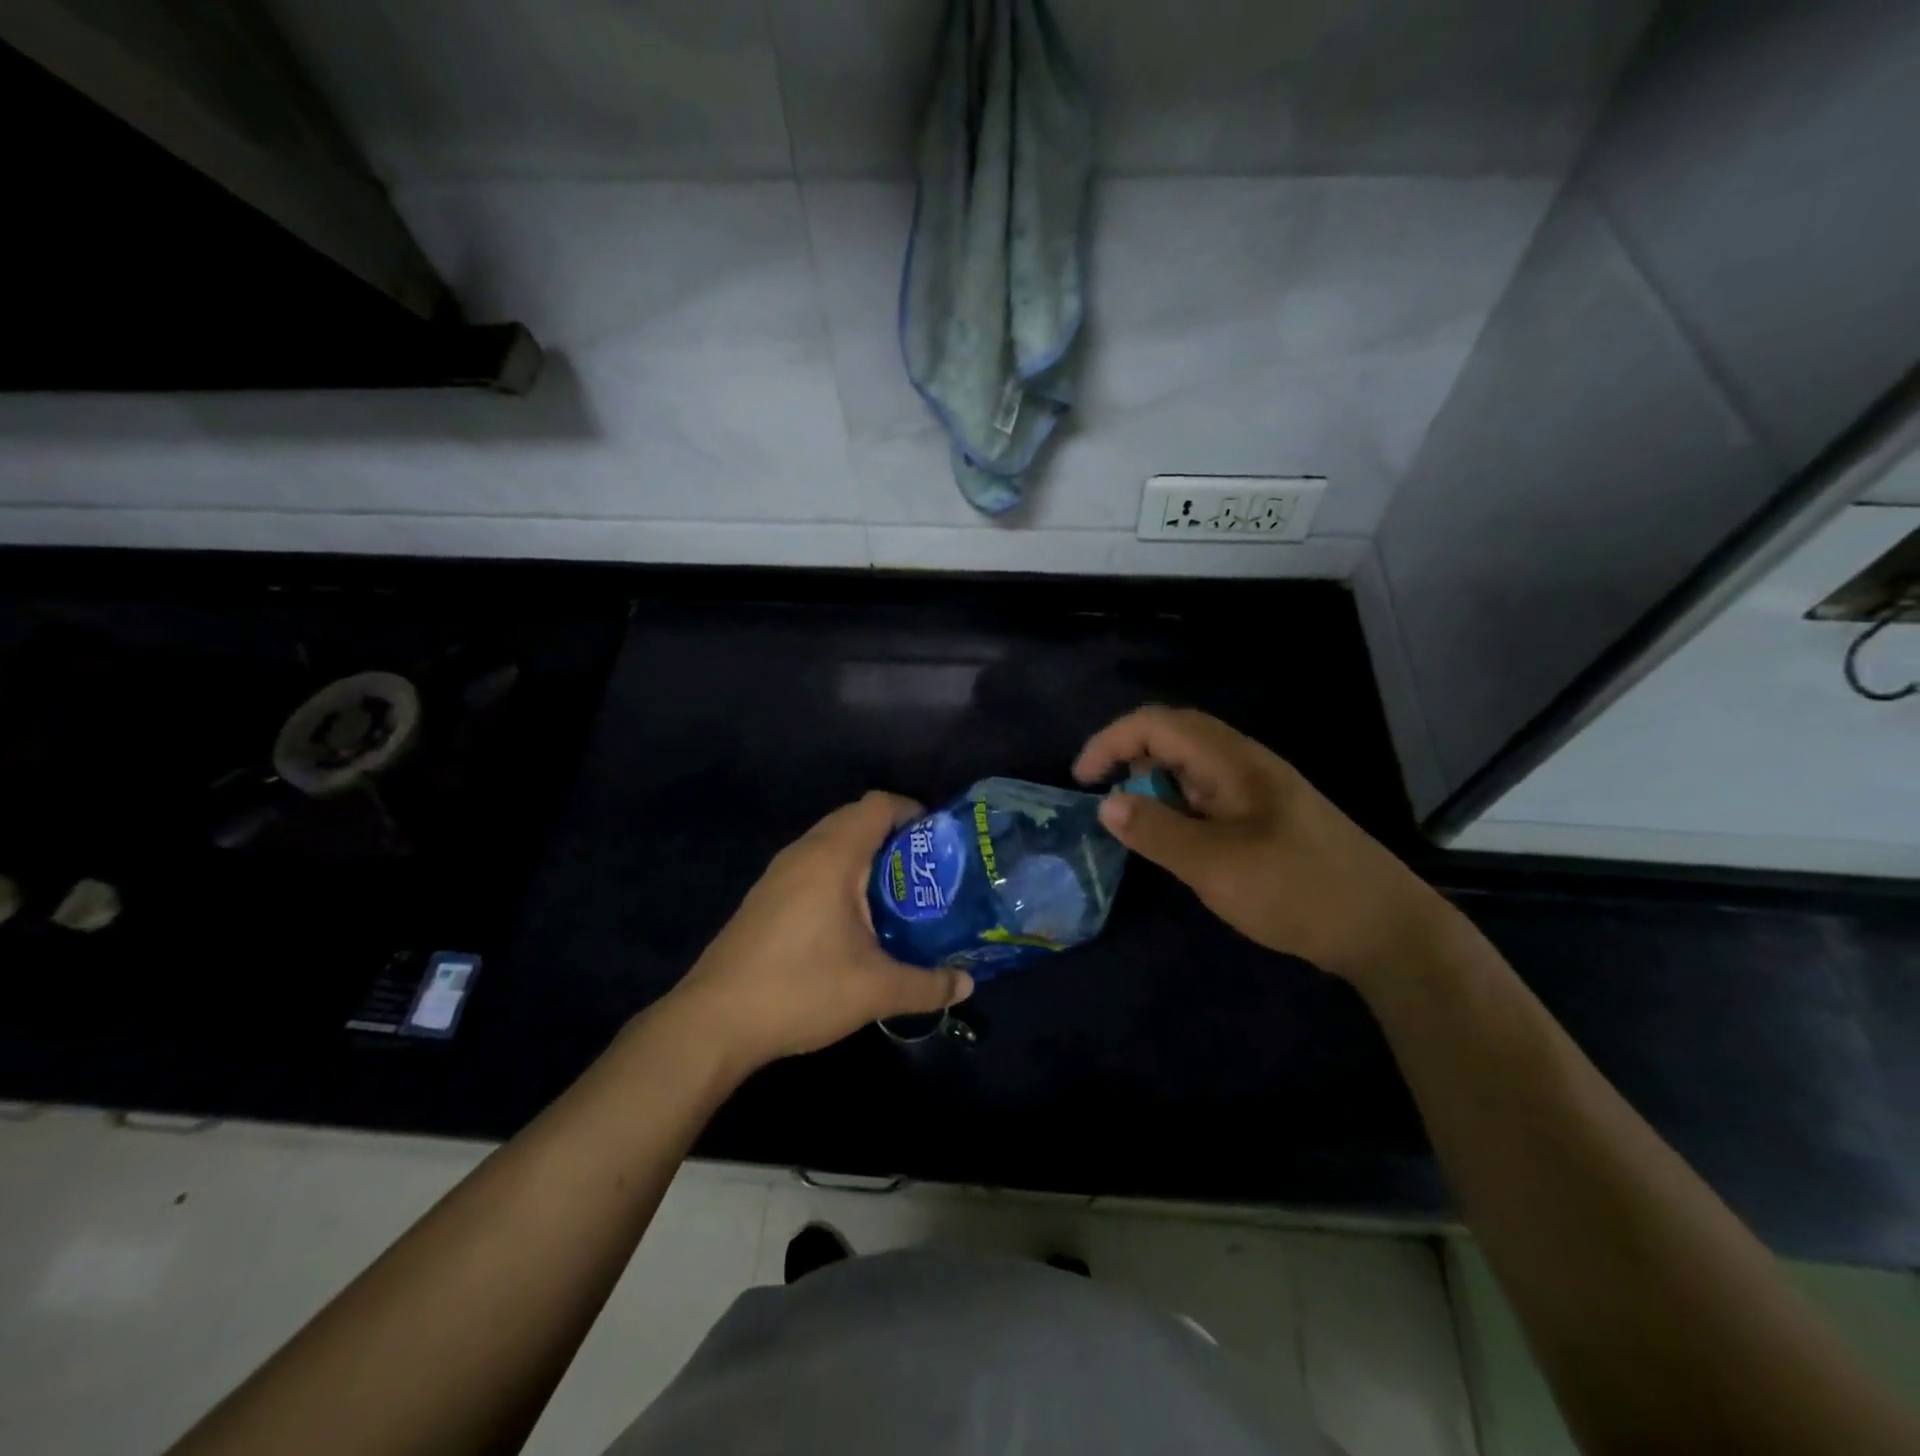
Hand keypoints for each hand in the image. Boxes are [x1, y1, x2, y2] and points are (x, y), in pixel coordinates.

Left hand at [665, 792, 973, 1073]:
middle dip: (893, 836)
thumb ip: (927, 985)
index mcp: (833, 856)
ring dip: (864, 856)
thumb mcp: (875, 990)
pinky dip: (839, 874)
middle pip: (855, 818)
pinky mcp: (764, 897)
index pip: (878, 805)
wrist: (713, 1022)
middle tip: (924, 871)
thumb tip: (967, 985)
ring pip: (830, 842)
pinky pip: (812, 865)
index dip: (913, 812)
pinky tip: (851, 920)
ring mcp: (778, 874)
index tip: (939, 842)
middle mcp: (803, 852)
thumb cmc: (801, 989)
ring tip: (895, 895)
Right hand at [1074, 707, 1452, 984]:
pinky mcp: (1267, 818)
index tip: (1082, 780)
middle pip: (1174, 737)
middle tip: (1105, 801)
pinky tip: (1178, 843)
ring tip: (1138, 828)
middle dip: (1129, 758)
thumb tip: (1106, 804)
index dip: (1111, 741)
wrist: (1386, 929)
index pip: (1158, 724)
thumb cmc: (1297, 890)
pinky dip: (1178, 808)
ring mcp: (1259, 790)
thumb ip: (1157, 832)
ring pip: (1191, 768)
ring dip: (1155, 785)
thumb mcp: (1216, 866)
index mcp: (1233, 761)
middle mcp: (1245, 764)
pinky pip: (1208, 796)